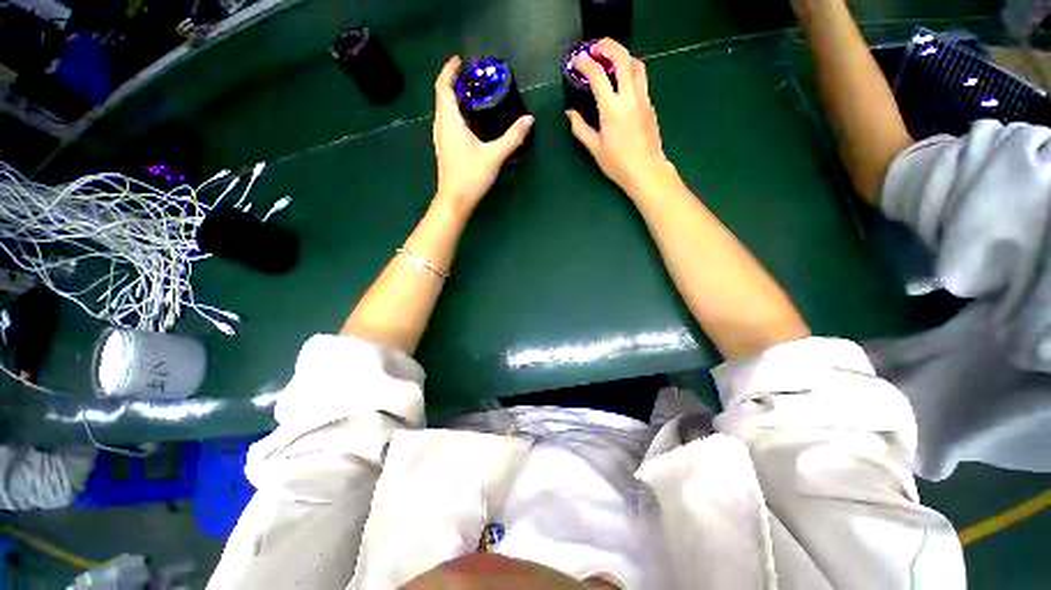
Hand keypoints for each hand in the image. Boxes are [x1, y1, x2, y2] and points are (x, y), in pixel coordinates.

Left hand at [432, 56, 534, 213]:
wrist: (455, 200)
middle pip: (441, 96)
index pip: (444, 87)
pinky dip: (454, 112)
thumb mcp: (494, 156)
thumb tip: (529, 120)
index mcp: (450, 121)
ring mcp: (440, 138)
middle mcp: (441, 126)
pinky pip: (446, 122)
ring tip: (470, 94)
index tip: (459, 60)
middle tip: (471, 77)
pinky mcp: (444, 149)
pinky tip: (467, 120)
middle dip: (452, 81)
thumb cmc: (471, 176)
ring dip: (452, 97)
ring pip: (443, 110)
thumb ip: (512, 138)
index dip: (449, 70)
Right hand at [566, 39, 675, 198]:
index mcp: (612, 109)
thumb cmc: (618, 164)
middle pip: (623, 58)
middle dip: (608, 46)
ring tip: (610, 60)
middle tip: (596, 48)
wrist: (646, 171)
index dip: (584, 64)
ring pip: (637, 65)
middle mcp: (630, 97)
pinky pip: (641, 80)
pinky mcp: (650, 105)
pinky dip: (631, 72)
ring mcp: (643, 99)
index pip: (597, 75)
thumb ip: (580, 128)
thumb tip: (569, 113)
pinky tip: (622, 82)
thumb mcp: (595, 148)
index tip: (576, 61)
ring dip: (623, 56)